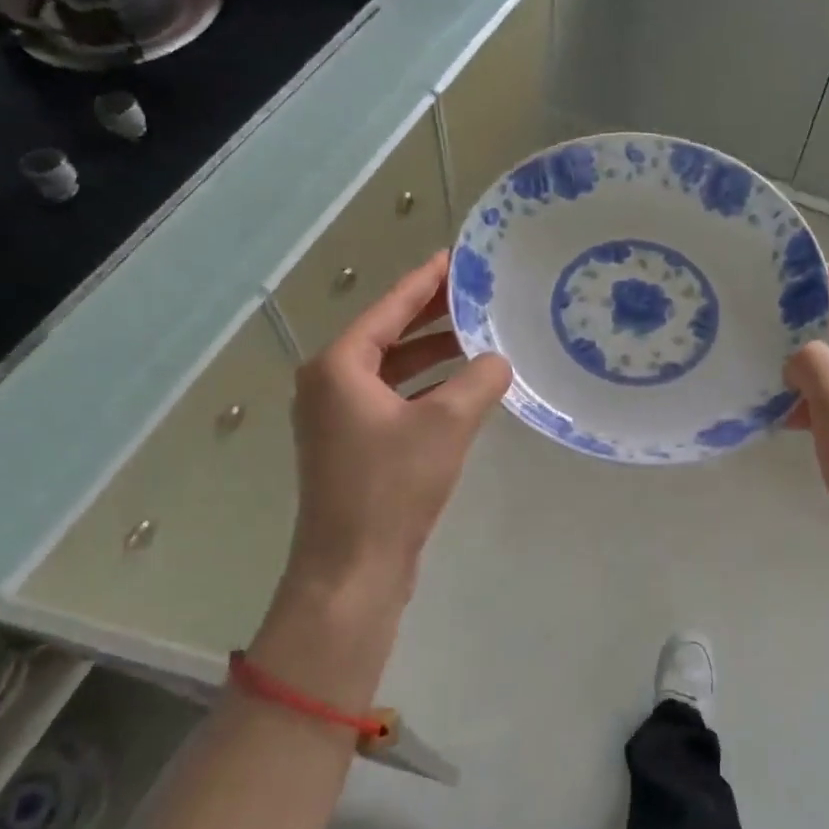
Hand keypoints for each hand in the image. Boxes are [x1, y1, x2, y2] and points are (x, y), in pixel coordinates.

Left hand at [282, 252, 511, 611]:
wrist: (352, 570)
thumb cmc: (392, 487)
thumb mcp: (446, 424)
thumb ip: (479, 381)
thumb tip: (499, 361)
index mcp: (338, 366)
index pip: (388, 308)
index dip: (425, 282)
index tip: (455, 258)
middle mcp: (329, 384)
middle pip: (387, 336)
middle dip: (432, 316)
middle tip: (476, 295)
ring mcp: (337, 418)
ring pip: (391, 370)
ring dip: (431, 354)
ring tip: (477, 337)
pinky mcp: (352, 447)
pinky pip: (392, 400)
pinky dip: (425, 388)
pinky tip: (462, 388)